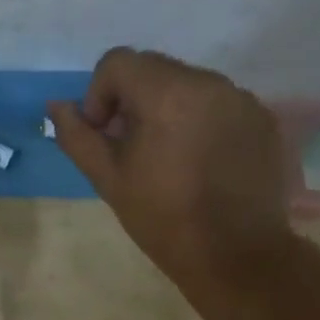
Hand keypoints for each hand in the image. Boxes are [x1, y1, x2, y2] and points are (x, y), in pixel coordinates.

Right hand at [47, 48, 310, 292]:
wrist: (236, 256)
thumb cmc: (163, 217)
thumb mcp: (108, 178)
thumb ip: (77, 135)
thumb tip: (57, 106)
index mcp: (167, 93)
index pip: (118, 62)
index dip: (99, 94)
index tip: (105, 134)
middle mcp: (209, 83)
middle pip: (154, 68)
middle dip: (132, 98)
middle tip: (131, 146)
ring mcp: (241, 99)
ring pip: (187, 83)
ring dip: (167, 107)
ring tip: (168, 155)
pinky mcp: (263, 119)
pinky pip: (218, 102)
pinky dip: (200, 119)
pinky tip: (201, 161)